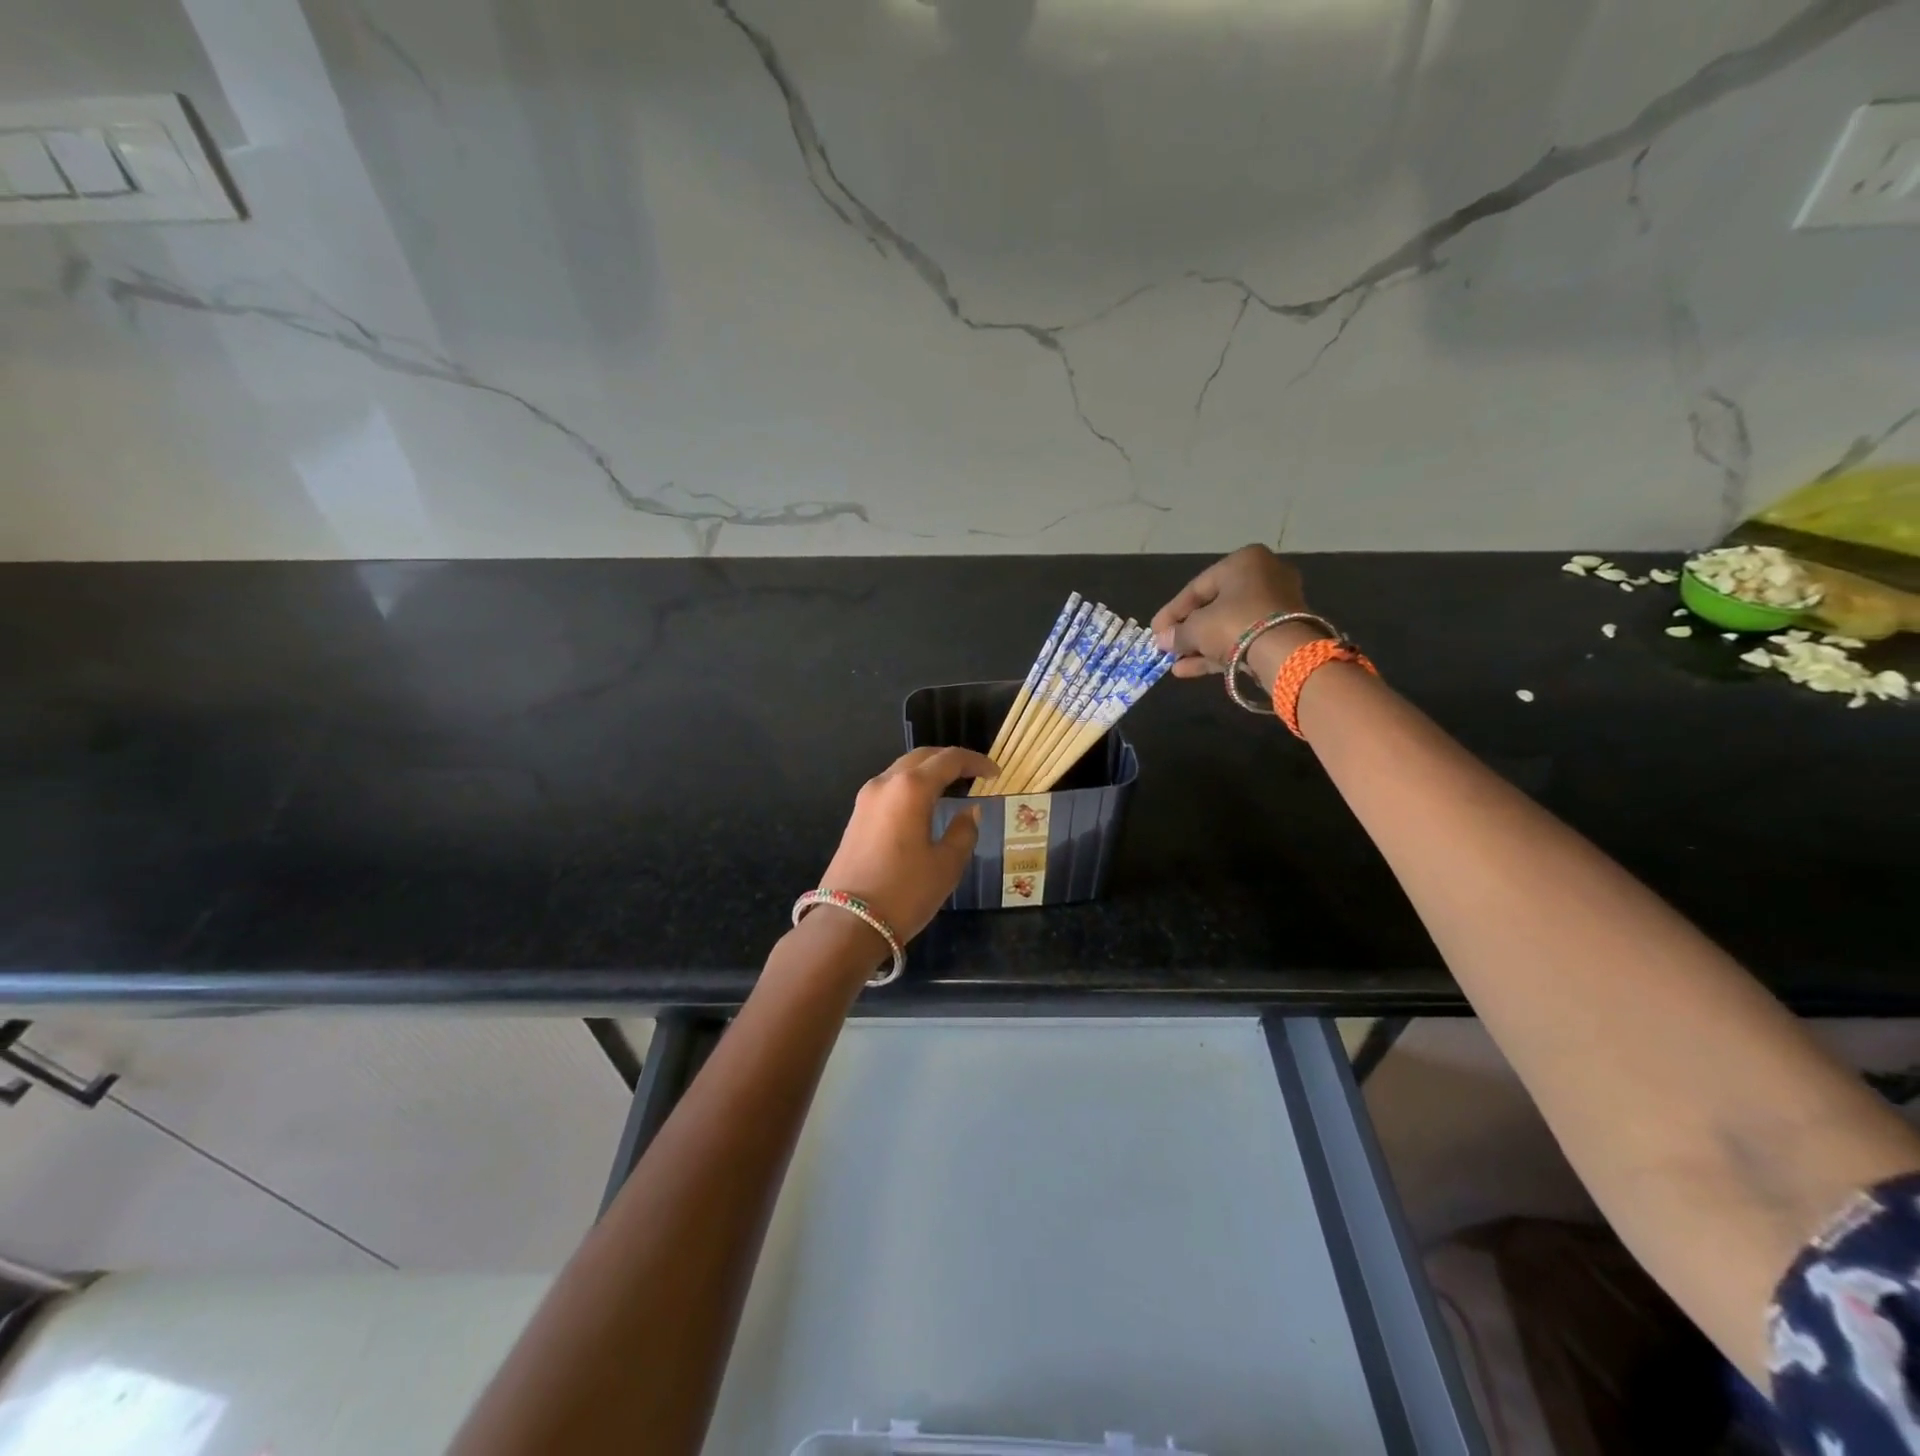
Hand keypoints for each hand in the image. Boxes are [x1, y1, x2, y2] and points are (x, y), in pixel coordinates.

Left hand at [817, 746, 997, 942]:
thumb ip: (963, 831)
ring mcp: (866, 799)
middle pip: (922, 757)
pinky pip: (890, 788)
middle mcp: (885, 783)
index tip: (995, 773)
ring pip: (902, 771)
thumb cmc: (905, 892)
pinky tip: (925, 805)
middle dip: (950, 760)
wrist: (847, 923)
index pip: (949, 759)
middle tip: (974, 774)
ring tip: (952, 787)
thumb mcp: (946, 864)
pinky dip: (912, 787)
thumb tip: (970, 812)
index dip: (976, 762)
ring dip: (928, 772)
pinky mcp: (856, 816)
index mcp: (911, 788)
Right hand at [1151, 544, 1312, 678]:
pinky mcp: (1282, 631)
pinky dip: (1218, 651)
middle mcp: (1264, 576)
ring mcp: (1276, 605)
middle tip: (1167, 645)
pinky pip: (1243, 638)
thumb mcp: (1197, 627)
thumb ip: (1177, 633)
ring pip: (1228, 625)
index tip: (1155, 630)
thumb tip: (1162, 641)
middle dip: (1188, 630)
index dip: (1172, 611)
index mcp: (1244, 562)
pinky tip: (1190, 669)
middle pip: (1214, 606)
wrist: (1285, 652)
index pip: (1198, 587)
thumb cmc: (1235, 624)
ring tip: (1175, 663)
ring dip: (1200, 645)